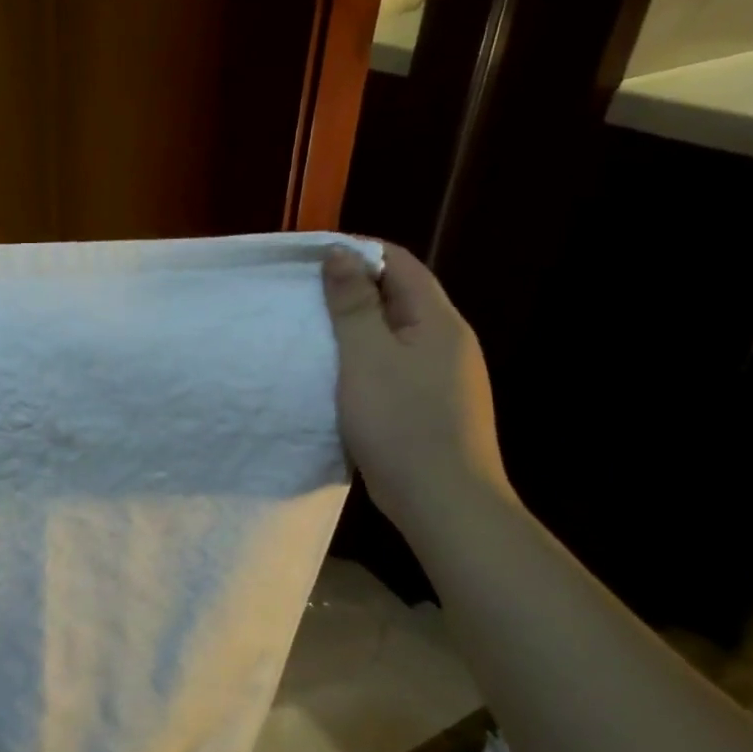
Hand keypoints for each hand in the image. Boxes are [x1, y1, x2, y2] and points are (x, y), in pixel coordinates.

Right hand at [323, 242, 511, 529]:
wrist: (443, 500)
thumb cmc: (401, 421)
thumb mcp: (366, 356)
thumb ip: (353, 304)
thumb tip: (340, 253)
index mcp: (438, 320)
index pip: (399, 263)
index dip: (358, 251)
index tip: (311, 258)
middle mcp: (448, 341)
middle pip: (400, 296)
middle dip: (354, 288)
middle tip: (304, 295)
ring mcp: (442, 376)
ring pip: (395, 334)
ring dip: (357, 326)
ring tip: (314, 331)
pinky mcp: (430, 405)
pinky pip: (394, 366)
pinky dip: (364, 359)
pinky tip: (338, 375)